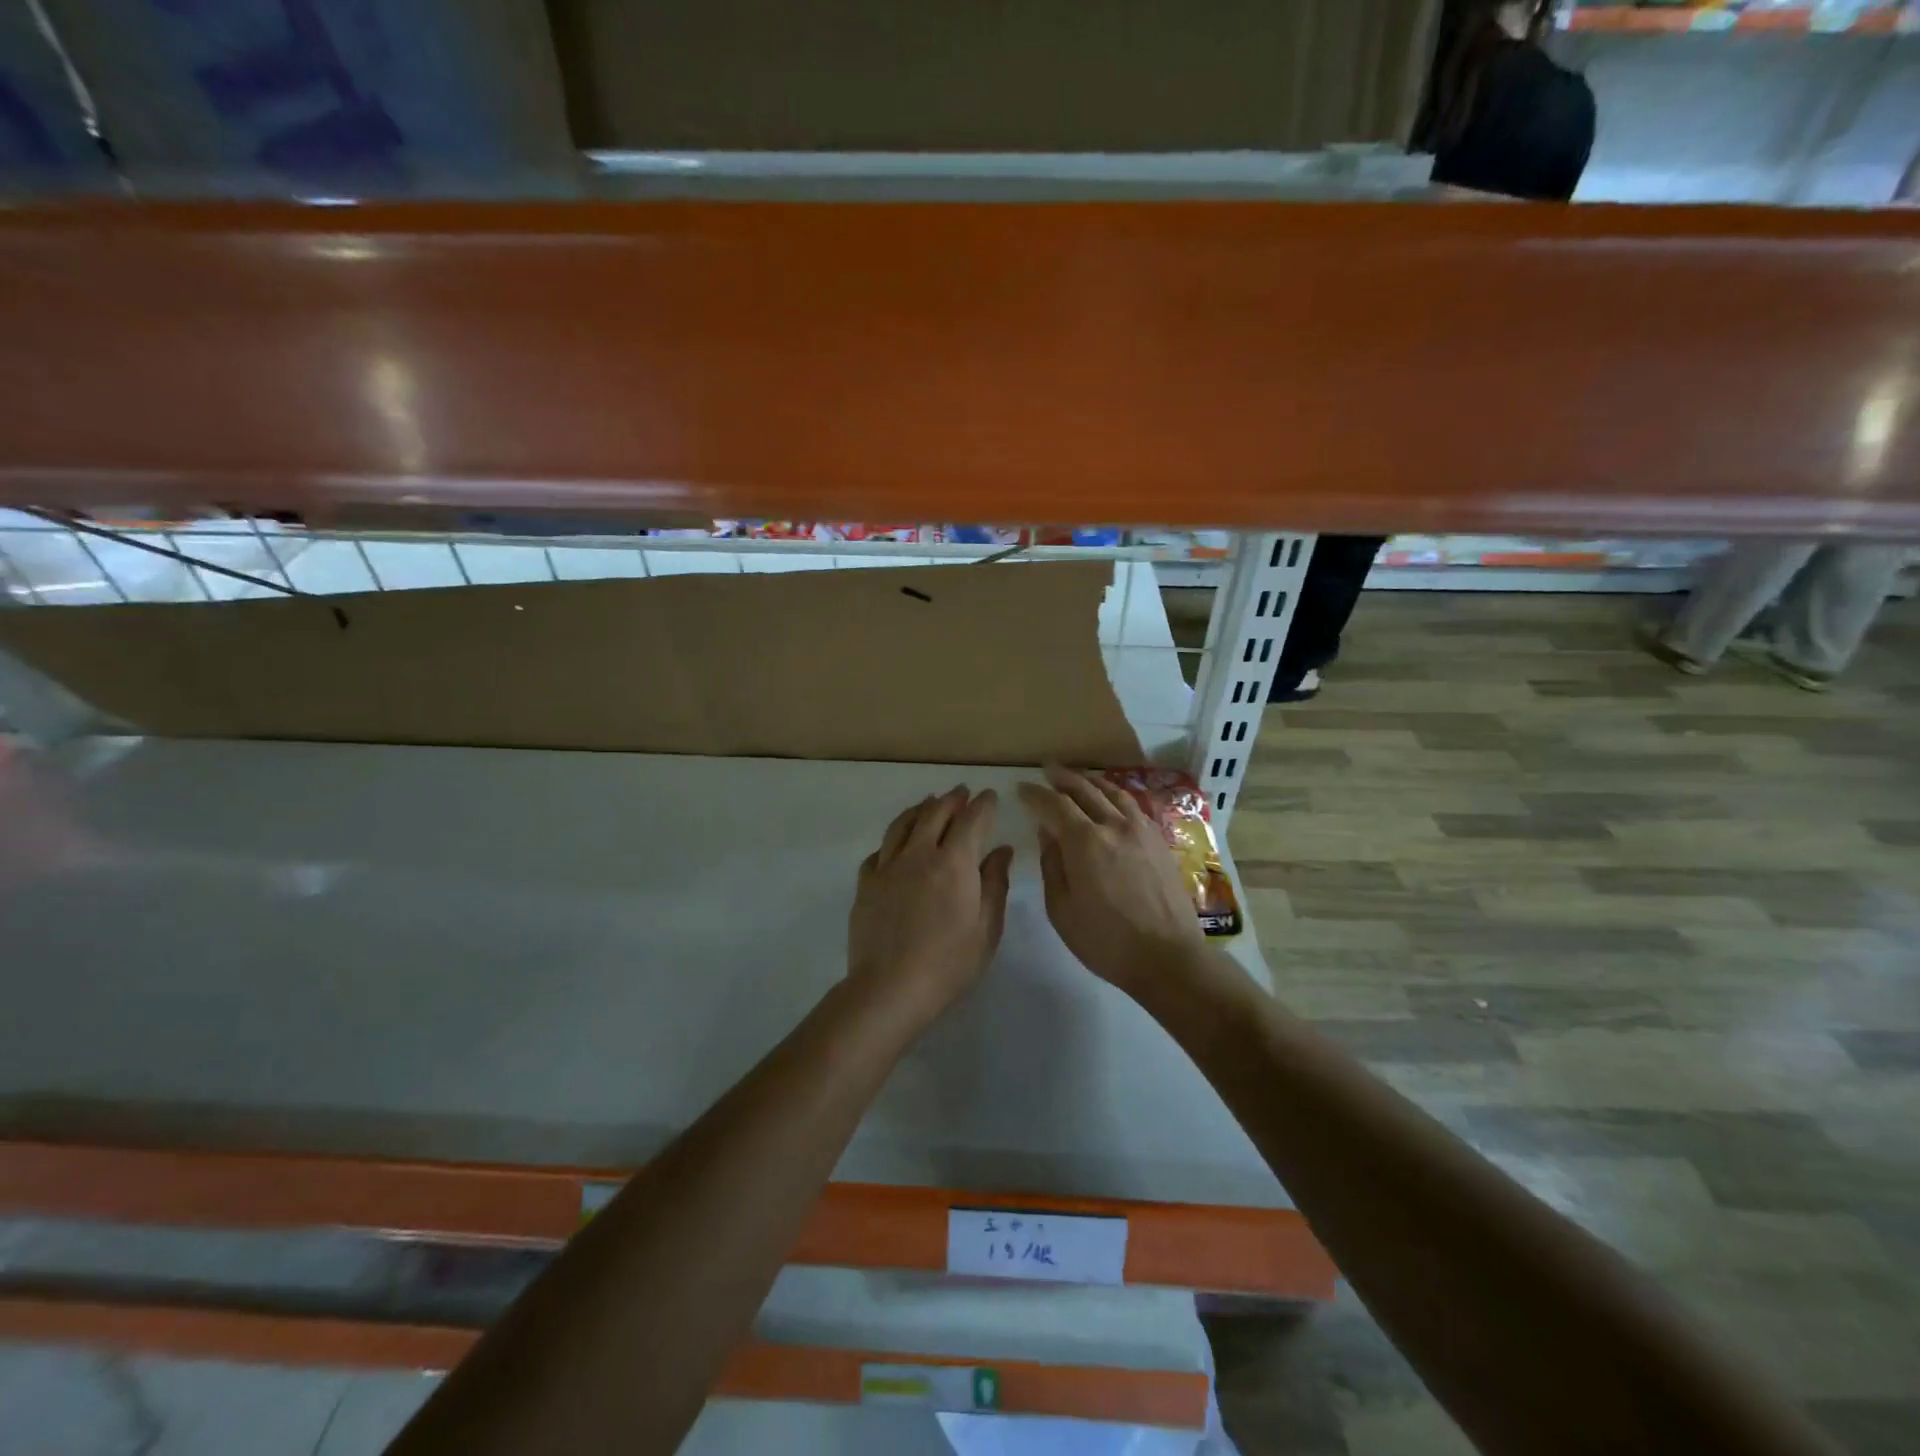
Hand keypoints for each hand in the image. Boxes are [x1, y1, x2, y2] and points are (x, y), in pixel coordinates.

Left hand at [848, 787, 1014, 1022]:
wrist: (889, 988)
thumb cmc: (948, 963)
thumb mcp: (986, 928)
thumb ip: (994, 884)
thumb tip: (1001, 850)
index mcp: (954, 863)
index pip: (971, 820)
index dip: (982, 804)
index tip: (989, 796)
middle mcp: (919, 854)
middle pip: (935, 813)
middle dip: (951, 799)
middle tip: (961, 793)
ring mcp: (888, 866)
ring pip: (903, 824)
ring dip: (920, 809)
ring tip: (928, 803)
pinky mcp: (866, 883)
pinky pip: (879, 851)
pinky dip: (893, 840)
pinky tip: (896, 845)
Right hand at [1018, 764, 1207, 999]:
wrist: (1168, 957)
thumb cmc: (1105, 940)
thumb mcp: (1062, 909)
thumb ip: (1052, 865)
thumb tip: (1048, 832)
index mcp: (1085, 841)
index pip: (1054, 805)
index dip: (1035, 794)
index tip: (1021, 788)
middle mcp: (1114, 825)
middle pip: (1085, 790)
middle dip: (1062, 778)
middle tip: (1047, 769)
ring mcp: (1141, 831)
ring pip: (1113, 792)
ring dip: (1091, 781)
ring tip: (1078, 777)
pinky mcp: (1160, 841)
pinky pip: (1134, 806)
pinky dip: (1116, 795)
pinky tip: (1112, 799)